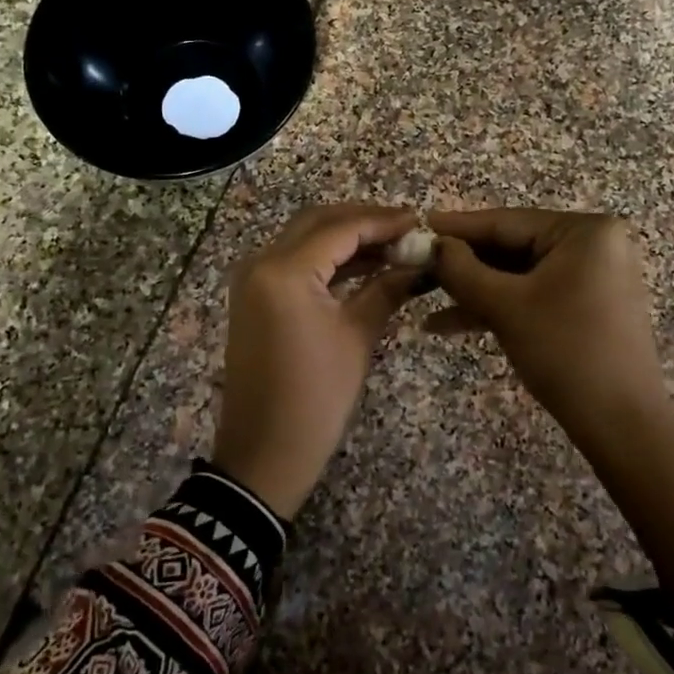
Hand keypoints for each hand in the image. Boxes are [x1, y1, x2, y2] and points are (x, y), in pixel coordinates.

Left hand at [213, 204, 424, 517]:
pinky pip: (293, 263)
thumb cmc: (316, 398)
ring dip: (345, 238)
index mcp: (284, 271)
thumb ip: (387, 289)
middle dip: (363, 221)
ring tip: (393, 246)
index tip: (421, 221)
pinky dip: (327, 259)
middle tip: (406, 229)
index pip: (341, 228)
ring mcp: (252, 279)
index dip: (383, 221)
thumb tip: (419, 263)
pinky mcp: (254, 297)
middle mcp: (261, 263)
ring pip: (304, 239)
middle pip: (318, 223)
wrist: (264, 452)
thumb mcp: (357, 338)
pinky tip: (364, 266)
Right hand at [427, 209, 667, 440]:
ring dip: (474, 291)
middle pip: (512, 247)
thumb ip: (462, 269)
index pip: (507, 221)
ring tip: (424, 300)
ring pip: (518, 276)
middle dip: (463, 265)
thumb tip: (433, 245)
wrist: (621, 424)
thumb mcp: (505, 305)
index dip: (458, 227)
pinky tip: (449, 324)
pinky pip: (533, 296)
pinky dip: (497, 308)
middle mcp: (594, 245)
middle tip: (417, 267)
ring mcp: (593, 277)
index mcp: (585, 231)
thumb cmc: (565, 351)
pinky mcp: (587, 307)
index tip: (420, 224)